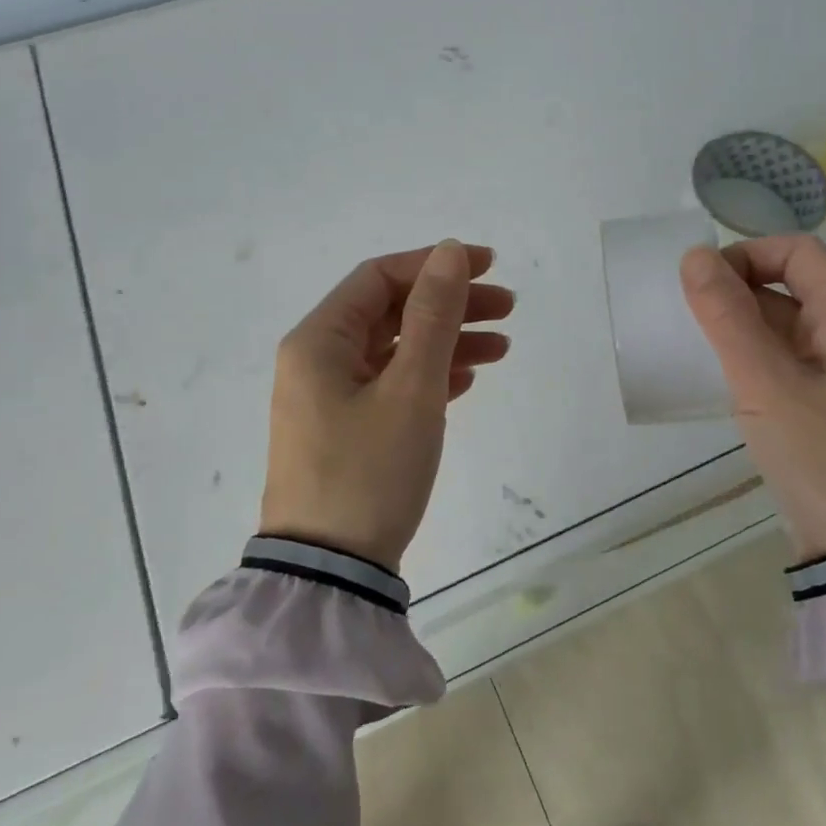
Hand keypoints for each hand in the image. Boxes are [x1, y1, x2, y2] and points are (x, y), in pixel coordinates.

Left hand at [260, 242, 514, 570]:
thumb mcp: (411, 388)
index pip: (380, 278)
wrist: (330, 573)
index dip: (435, 265)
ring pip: (394, 350)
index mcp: (319, 340)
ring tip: (501, 348)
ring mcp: (329, 398)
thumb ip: (433, 315)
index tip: (488, 267)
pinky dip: (429, 376)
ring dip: (446, 342)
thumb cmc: (369, 471)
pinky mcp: (344, 430)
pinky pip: (390, 385)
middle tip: (507, 308)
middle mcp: (317, 361)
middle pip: (390, 312)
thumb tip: (450, 251)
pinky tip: (467, 380)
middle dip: (449, 305)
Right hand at [680, 236, 825, 561]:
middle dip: (738, 289)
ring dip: (743, 324)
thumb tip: (694, 256)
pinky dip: (756, 355)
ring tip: (699, 347)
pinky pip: (790, 357)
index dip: (746, 255)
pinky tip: (725, 378)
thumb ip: (726, 316)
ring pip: (788, 322)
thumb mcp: (765, 382)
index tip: (702, 286)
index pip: (798, 251)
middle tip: (691, 318)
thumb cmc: (822, 454)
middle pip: (793, 282)